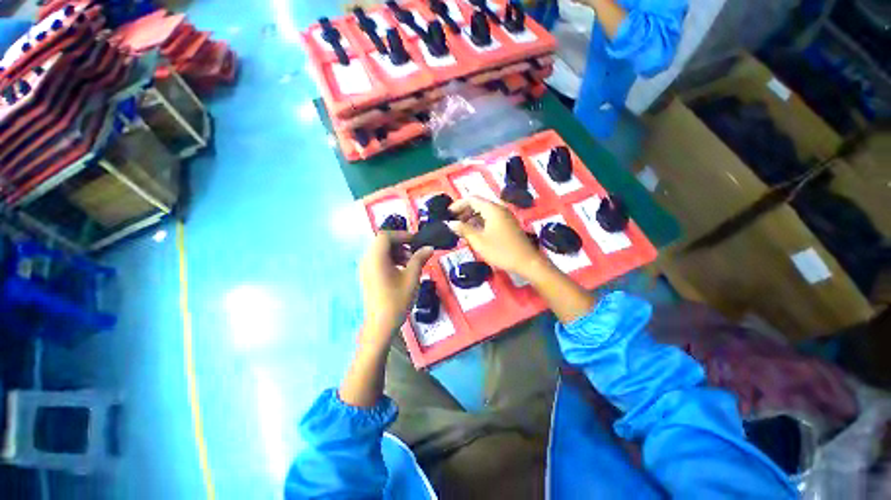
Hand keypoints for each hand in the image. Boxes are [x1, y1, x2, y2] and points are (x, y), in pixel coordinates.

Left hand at [359, 231, 433, 349]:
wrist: (380, 325)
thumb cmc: (397, 300)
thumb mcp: (412, 277)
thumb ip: (419, 259)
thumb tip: (429, 248)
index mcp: (375, 258)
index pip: (385, 236)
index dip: (402, 235)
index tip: (416, 241)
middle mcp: (366, 260)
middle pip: (382, 242)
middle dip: (400, 244)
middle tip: (414, 253)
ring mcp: (365, 269)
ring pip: (380, 251)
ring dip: (396, 252)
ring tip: (410, 263)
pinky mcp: (367, 276)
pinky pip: (378, 261)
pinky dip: (390, 260)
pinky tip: (402, 270)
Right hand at [447, 197, 547, 277]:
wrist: (527, 262)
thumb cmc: (501, 251)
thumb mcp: (479, 241)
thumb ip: (464, 230)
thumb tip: (451, 223)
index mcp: (492, 209)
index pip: (472, 199)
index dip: (458, 205)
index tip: (448, 214)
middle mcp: (499, 209)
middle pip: (478, 204)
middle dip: (464, 212)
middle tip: (454, 223)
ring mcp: (505, 217)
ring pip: (485, 212)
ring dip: (472, 218)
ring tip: (462, 230)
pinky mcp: (508, 225)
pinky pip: (491, 219)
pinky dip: (481, 223)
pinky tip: (475, 234)